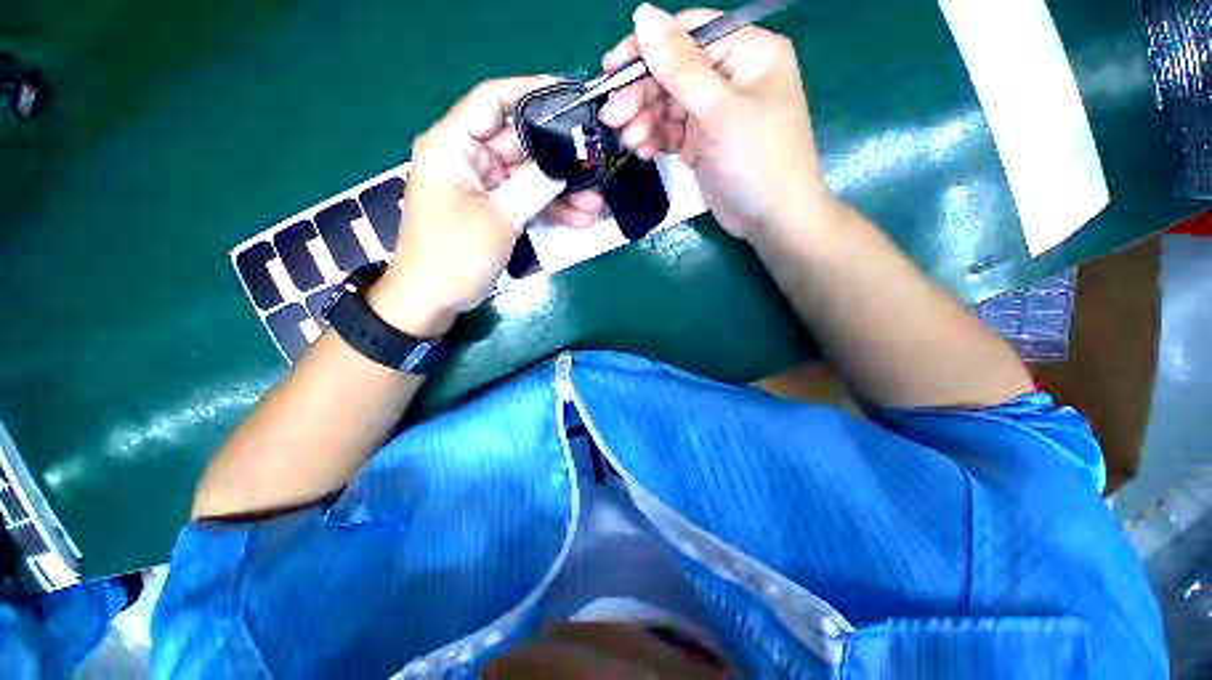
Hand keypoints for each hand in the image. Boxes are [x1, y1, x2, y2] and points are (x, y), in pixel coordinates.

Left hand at [371, 76, 605, 337]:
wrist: (432, 300)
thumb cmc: (454, 255)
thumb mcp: (498, 218)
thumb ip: (534, 187)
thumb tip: (565, 165)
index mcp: (453, 146)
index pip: (493, 100)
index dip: (531, 92)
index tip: (571, 97)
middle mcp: (468, 159)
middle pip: (519, 143)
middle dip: (559, 158)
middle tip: (595, 164)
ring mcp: (483, 187)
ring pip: (528, 177)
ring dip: (561, 191)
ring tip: (595, 205)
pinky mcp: (494, 210)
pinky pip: (526, 201)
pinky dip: (550, 210)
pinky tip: (580, 219)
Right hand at [598, 4, 832, 238]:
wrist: (770, 219)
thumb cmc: (756, 161)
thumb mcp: (719, 111)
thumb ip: (680, 66)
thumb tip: (642, 15)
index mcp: (746, 52)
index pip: (687, 35)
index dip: (647, 50)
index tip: (611, 71)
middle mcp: (729, 76)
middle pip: (673, 73)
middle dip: (641, 95)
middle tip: (613, 119)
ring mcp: (715, 111)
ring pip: (668, 104)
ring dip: (644, 121)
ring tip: (631, 141)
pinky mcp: (703, 141)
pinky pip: (672, 131)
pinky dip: (655, 139)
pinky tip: (644, 151)